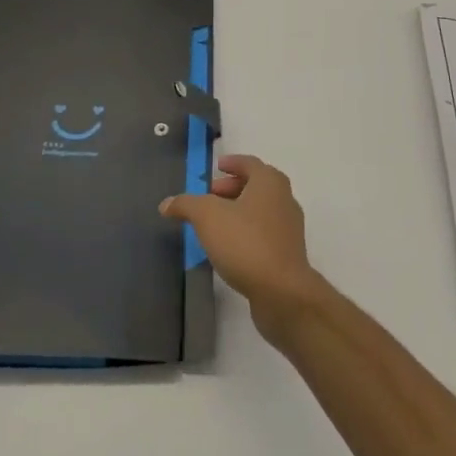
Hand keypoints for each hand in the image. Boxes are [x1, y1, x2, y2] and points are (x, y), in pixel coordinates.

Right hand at [160, 154, 328, 338]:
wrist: (282, 292)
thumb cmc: (245, 242)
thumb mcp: (207, 217)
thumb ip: (186, 205)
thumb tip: (166, 203)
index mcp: (269, 182)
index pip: (249, 163)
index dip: (232, 163)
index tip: (217, 167)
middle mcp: (284, 199)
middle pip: (256, 185)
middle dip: (231, 188)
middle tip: (210, 196)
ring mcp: (289, 227)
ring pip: (260, 210)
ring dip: (238, 211)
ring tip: (214, 223)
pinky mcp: (288, 253)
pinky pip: (264, 232)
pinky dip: (247, 231)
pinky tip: (229, 247)